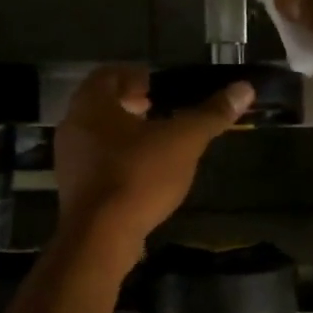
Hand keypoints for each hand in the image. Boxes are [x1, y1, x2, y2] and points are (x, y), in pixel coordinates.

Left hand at [55, 65, 251, 244]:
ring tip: (154, 141)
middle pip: (100, 104)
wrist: (99, 238)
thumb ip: (211, 114)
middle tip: (157, 108)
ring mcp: (68, 159)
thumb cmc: (138, 176)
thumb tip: (244, 88)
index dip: (134, 75)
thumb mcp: (183, 142)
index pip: (108, 74)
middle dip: (129, 103)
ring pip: (96, 133)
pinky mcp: (72, 189)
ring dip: (123, 132)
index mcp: (92, 104)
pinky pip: (94, 161)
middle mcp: (73, 126)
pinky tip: (141, 172)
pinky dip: (116, 157)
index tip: (157, 86)